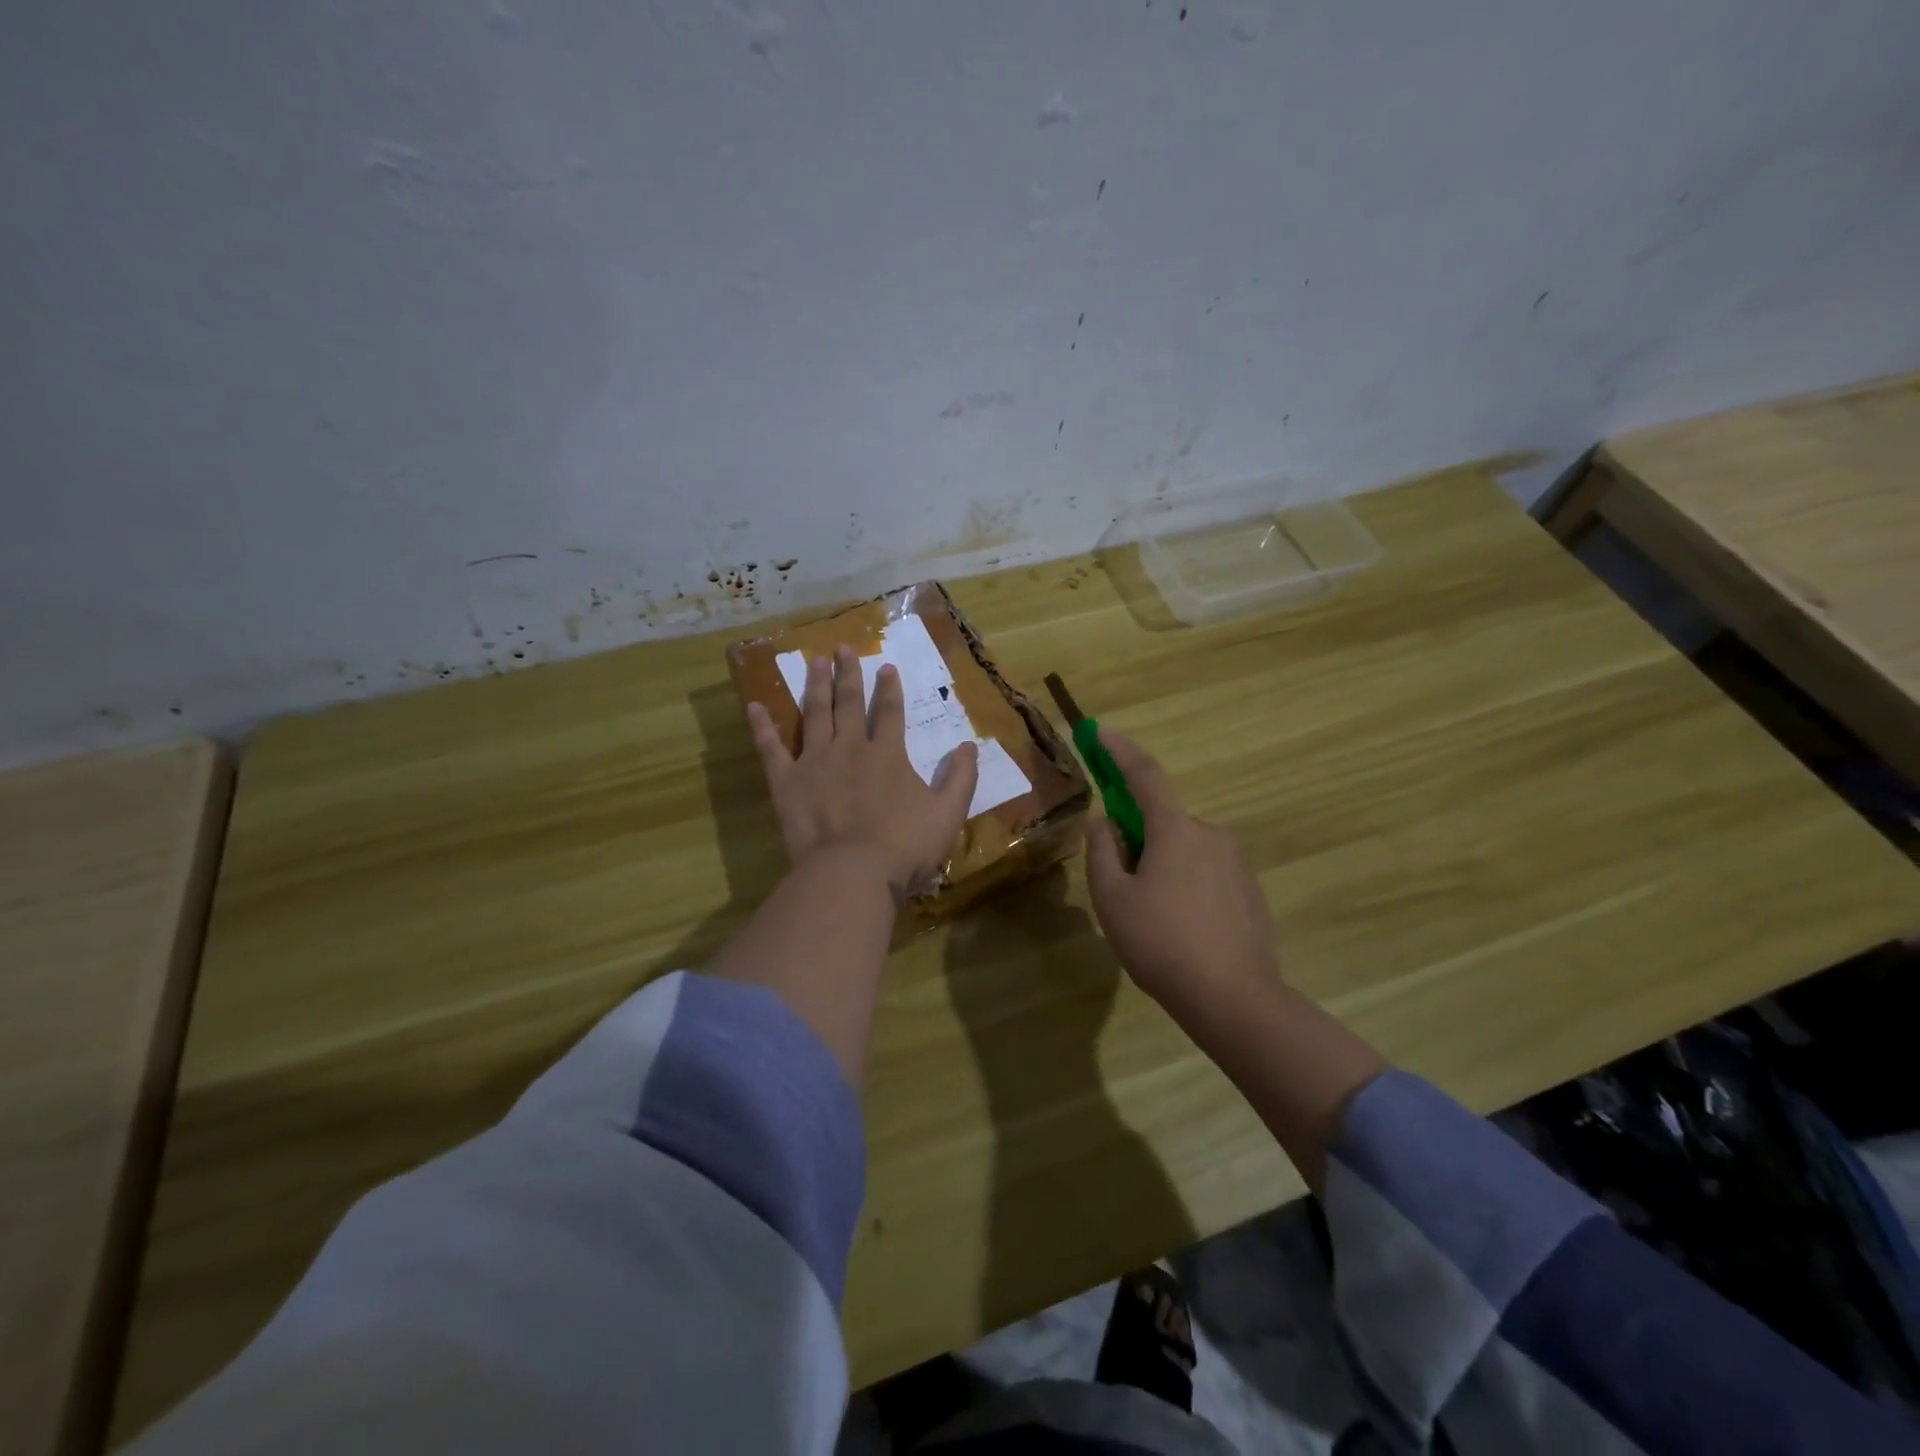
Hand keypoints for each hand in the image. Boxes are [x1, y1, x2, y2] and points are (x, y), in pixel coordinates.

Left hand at [748, 644, 979, 896]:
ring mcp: (815, 762)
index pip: (890, 712)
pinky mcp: (787, 782)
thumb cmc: (904, 847)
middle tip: (842, 648)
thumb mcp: (948, 814)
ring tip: (813, 662)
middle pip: (849, 703)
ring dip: (815, 686)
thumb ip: (961, 778)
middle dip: (848, 674)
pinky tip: (754, 706)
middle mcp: (850, 748)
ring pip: (815, 714)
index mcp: (887, 755)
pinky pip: (771, 749)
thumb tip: (969, 745)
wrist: (853, 873)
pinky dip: (762, 727)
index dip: (890, 689)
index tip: (886, 666)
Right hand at [1084, 728, 1278, 1020]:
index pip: (1144, 775)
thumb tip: (1104, 820)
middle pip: (1163, 820)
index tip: (1099, 732)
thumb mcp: (1113, 899)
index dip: (1119, 750)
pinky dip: (1185, 885)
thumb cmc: (1162, 944)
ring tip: (1150, 918)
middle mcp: (1211, 834)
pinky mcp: (1250, 890)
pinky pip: (1206, 872)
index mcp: (1176, 829)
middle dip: (1137, 838)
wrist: (1235, 1000)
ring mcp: (1236, 862)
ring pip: (1184, 849)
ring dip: (1161, 865)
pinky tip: (1180, 929)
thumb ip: (1102, 851)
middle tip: (1119, 883)